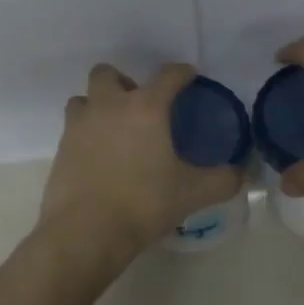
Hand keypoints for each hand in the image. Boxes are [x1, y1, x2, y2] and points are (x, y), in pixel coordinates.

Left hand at [39, 63, 242, 259]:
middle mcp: (109, 106)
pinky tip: (99, 157)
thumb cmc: (143, 203)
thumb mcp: (192, 193)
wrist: (86, 231)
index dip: (182, 73)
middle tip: (139, 106)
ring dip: (98, 105)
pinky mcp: (61, 148)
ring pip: (84, 98)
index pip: (168, 75)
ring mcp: (79, 125)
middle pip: (107, 73)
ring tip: (114, 130)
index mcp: (145, 108)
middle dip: (123, 82)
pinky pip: (73, 128)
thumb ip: (223, 180)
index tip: (189, 77)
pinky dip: (86, 134)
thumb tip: (242, 173)